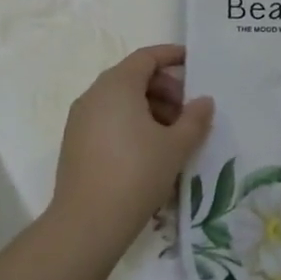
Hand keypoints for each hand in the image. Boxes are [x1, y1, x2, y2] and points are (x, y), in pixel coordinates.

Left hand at [52, 44, 213, 237]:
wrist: (87, 224)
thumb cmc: (137, 173)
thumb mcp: (176, 145)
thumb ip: (195, 118)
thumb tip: (204, 101)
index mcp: (117, 85)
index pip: (147, 57)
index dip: (172, 56)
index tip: (194, 63)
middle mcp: (94, 95)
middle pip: (134, 77)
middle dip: (165, 87)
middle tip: (189, 111)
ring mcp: (81, 119)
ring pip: (121, 100)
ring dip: (151, 108)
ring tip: (174, 135)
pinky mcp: (75, 143)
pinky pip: (109, 119)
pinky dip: (132, 123)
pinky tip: (151, 150)